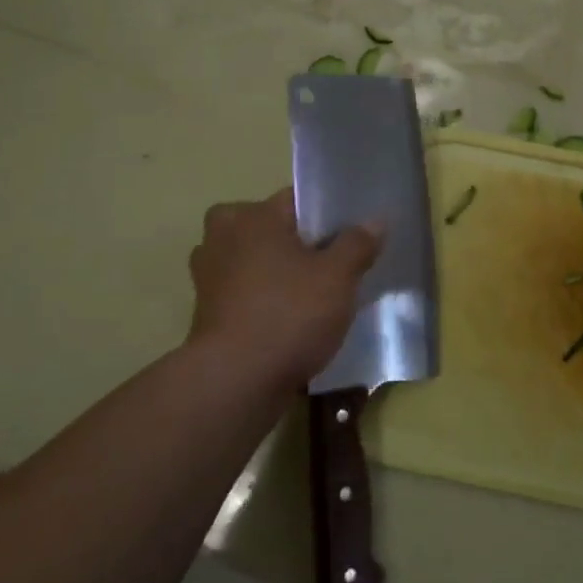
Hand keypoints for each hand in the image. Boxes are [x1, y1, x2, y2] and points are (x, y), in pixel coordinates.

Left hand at [187, 189, 380, 392]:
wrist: (236, 381)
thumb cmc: (289, 314)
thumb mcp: (338, 276)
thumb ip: (357, 244)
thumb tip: (374, 221)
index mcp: (251, 216)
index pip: (296, 200)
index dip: (328, 216)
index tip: (351, 238)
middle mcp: (222, 237)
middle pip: (273, 231)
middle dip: (300, 245)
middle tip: (333, 267)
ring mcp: (209, 277)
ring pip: (258, 263)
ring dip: (281, 274)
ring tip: (316, 296)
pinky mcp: (208, 313)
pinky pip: (247, 294)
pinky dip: (266, 301)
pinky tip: (294, 321)